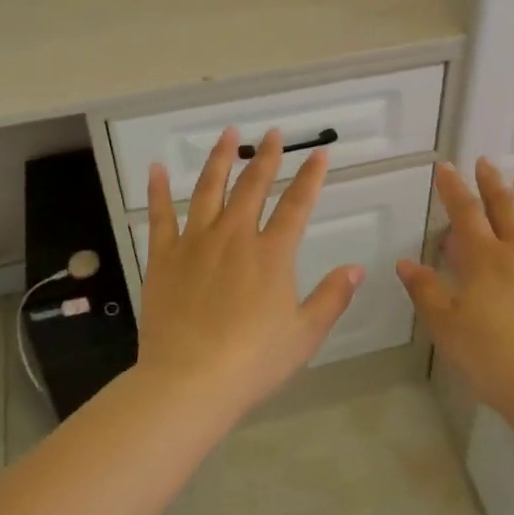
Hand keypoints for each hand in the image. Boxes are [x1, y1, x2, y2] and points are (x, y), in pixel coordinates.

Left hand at [138, 128, 363, 415]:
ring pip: (209, 189)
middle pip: (253, 186)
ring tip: (228, 134)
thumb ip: (332, 297)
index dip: (310, 177)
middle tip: (272, 133)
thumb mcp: (305, 334)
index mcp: (271, 254)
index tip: (319, 154)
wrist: (189, 382)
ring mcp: (195, 243)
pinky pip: (160, 216)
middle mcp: (235, 237)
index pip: (297, 205)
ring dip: (220, 159)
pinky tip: (156, 169)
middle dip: (266, 157)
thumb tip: (357, 268)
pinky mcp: (164, 257)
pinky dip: (158, 191)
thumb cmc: (253, 361)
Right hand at [396, 158, 513, 414]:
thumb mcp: (447, 327)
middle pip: (505, 206)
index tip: (446, 167)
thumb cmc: (492, 358)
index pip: (465, 212)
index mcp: (485, 258)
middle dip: (491, 182)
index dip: (453, 188)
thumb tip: (404, 262)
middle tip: (485, 162)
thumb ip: (425, 291)